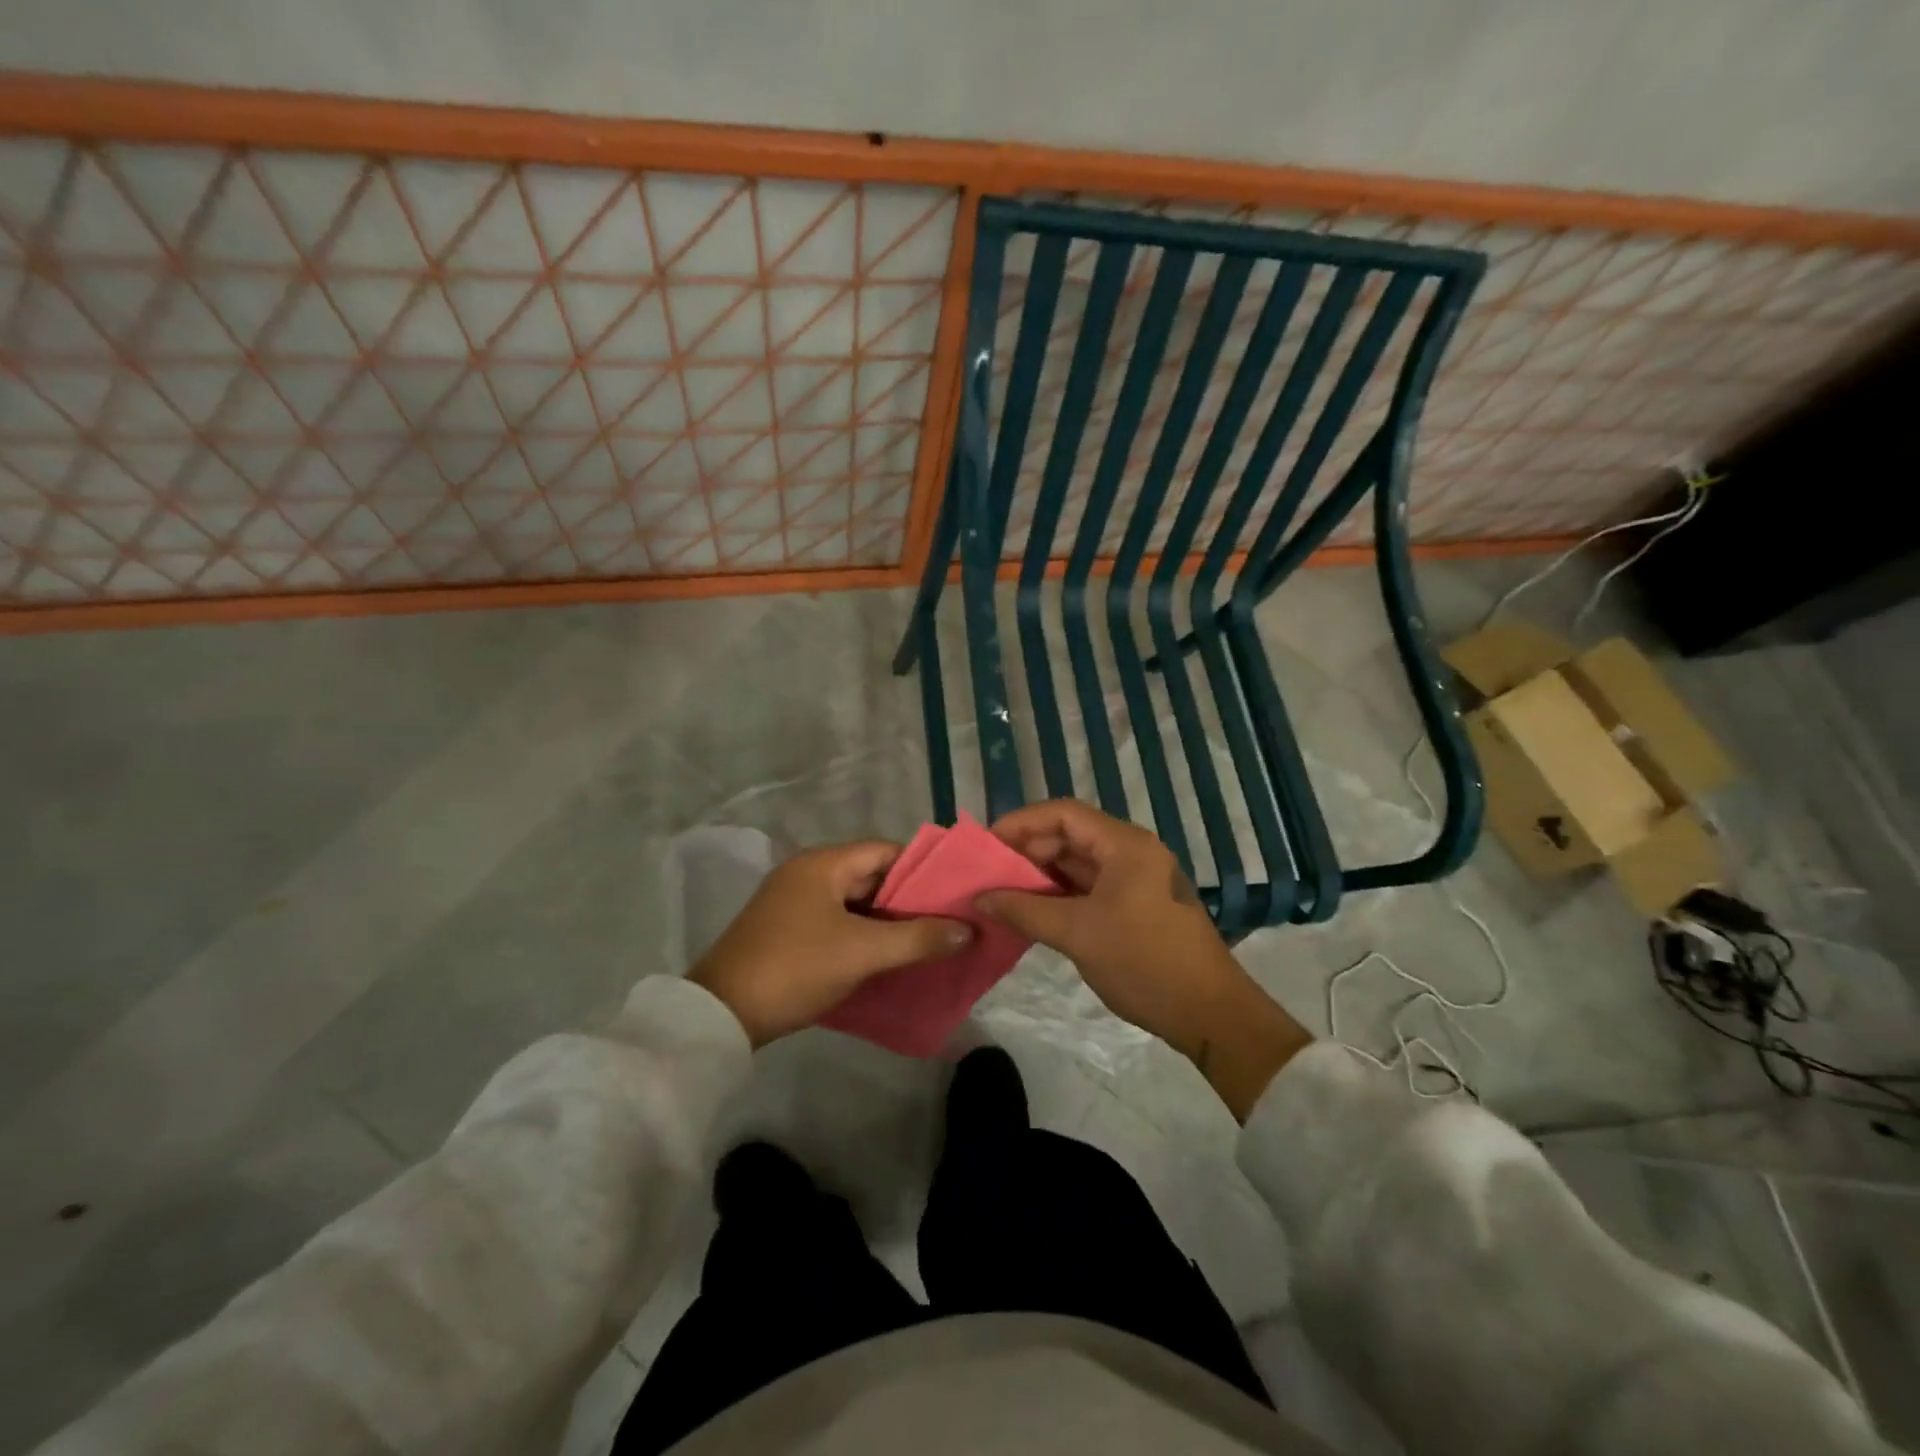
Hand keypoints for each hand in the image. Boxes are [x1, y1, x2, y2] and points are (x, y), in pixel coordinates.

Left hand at [690, 842, 970, 1046]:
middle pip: (872, 876)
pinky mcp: (788, 932)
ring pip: (856, 904)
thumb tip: (967, 930)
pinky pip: (839, 924)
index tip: (956, 891)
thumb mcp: (862, 952)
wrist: (720, 1015)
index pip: (886, 851)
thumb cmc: (795, 968)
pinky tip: (892, 957)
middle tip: (950, 920)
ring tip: (930, 940)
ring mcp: (794, 904)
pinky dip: (865, 936)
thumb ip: (917, 938)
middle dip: (910, 899)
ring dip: (889, 921)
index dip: (923, 869)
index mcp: (822, 863)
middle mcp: (808, 874)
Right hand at [980, 800, 1311, 1119]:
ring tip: (1001, 892)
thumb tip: (979, 898)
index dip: (1022, 823)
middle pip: (1070, 835)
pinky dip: (1059, 895)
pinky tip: (1031, 911)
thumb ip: (1024, 910)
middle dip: (1027, 851)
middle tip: (988, 873)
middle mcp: (1132, 852)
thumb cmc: (1145, 962)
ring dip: (1041, 875)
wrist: (1210, 1013)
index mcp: (1125, 845)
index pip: (1064, 814)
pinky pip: (1089, 888)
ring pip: (1078, 863)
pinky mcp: (1136, 905)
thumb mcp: (1078, 934)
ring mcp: (1136, 879)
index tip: (985, 844)